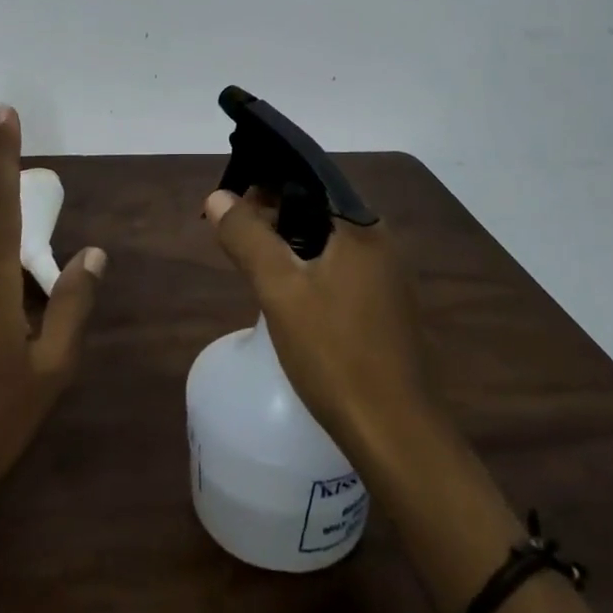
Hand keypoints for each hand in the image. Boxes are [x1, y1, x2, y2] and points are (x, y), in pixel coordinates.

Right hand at [203, 189, 436, 462]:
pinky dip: (311, 267)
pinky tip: (287, 290)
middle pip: (319, 209)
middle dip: (275, 212)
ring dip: (291, 242)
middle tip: (235, 230)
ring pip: (329, 241)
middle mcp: (381, 242)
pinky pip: (341, 268)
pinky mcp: (386, 307)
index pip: (310, 179)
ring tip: (252, 256)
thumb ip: (248, 237)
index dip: (269, 182)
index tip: (234, 197)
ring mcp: (388, 277)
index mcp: (362, 227)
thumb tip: (218, 197)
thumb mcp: (280, 290)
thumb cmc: (335, 353)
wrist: (394, 433)